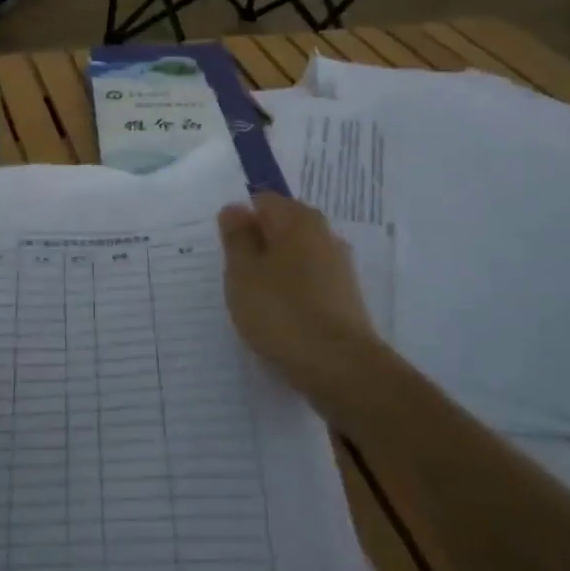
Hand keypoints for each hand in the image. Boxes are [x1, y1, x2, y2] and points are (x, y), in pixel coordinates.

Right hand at [217, 193, 390, 427]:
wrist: (340, 368)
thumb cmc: (282, 312)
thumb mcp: (242, 272)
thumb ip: (236, 237)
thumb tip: (235, 209)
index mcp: (298, 219)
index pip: (262, 202)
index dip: (239, 222)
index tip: (224, 251)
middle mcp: (324, 235)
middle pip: (281, 228)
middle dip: (256, 246)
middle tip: (233, 276)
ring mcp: (338, 268)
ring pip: (294, 258)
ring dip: (273, 272)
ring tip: (252, 302)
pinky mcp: (345, 299)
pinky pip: (308, 284)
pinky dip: (291, 294)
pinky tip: (278, 318)